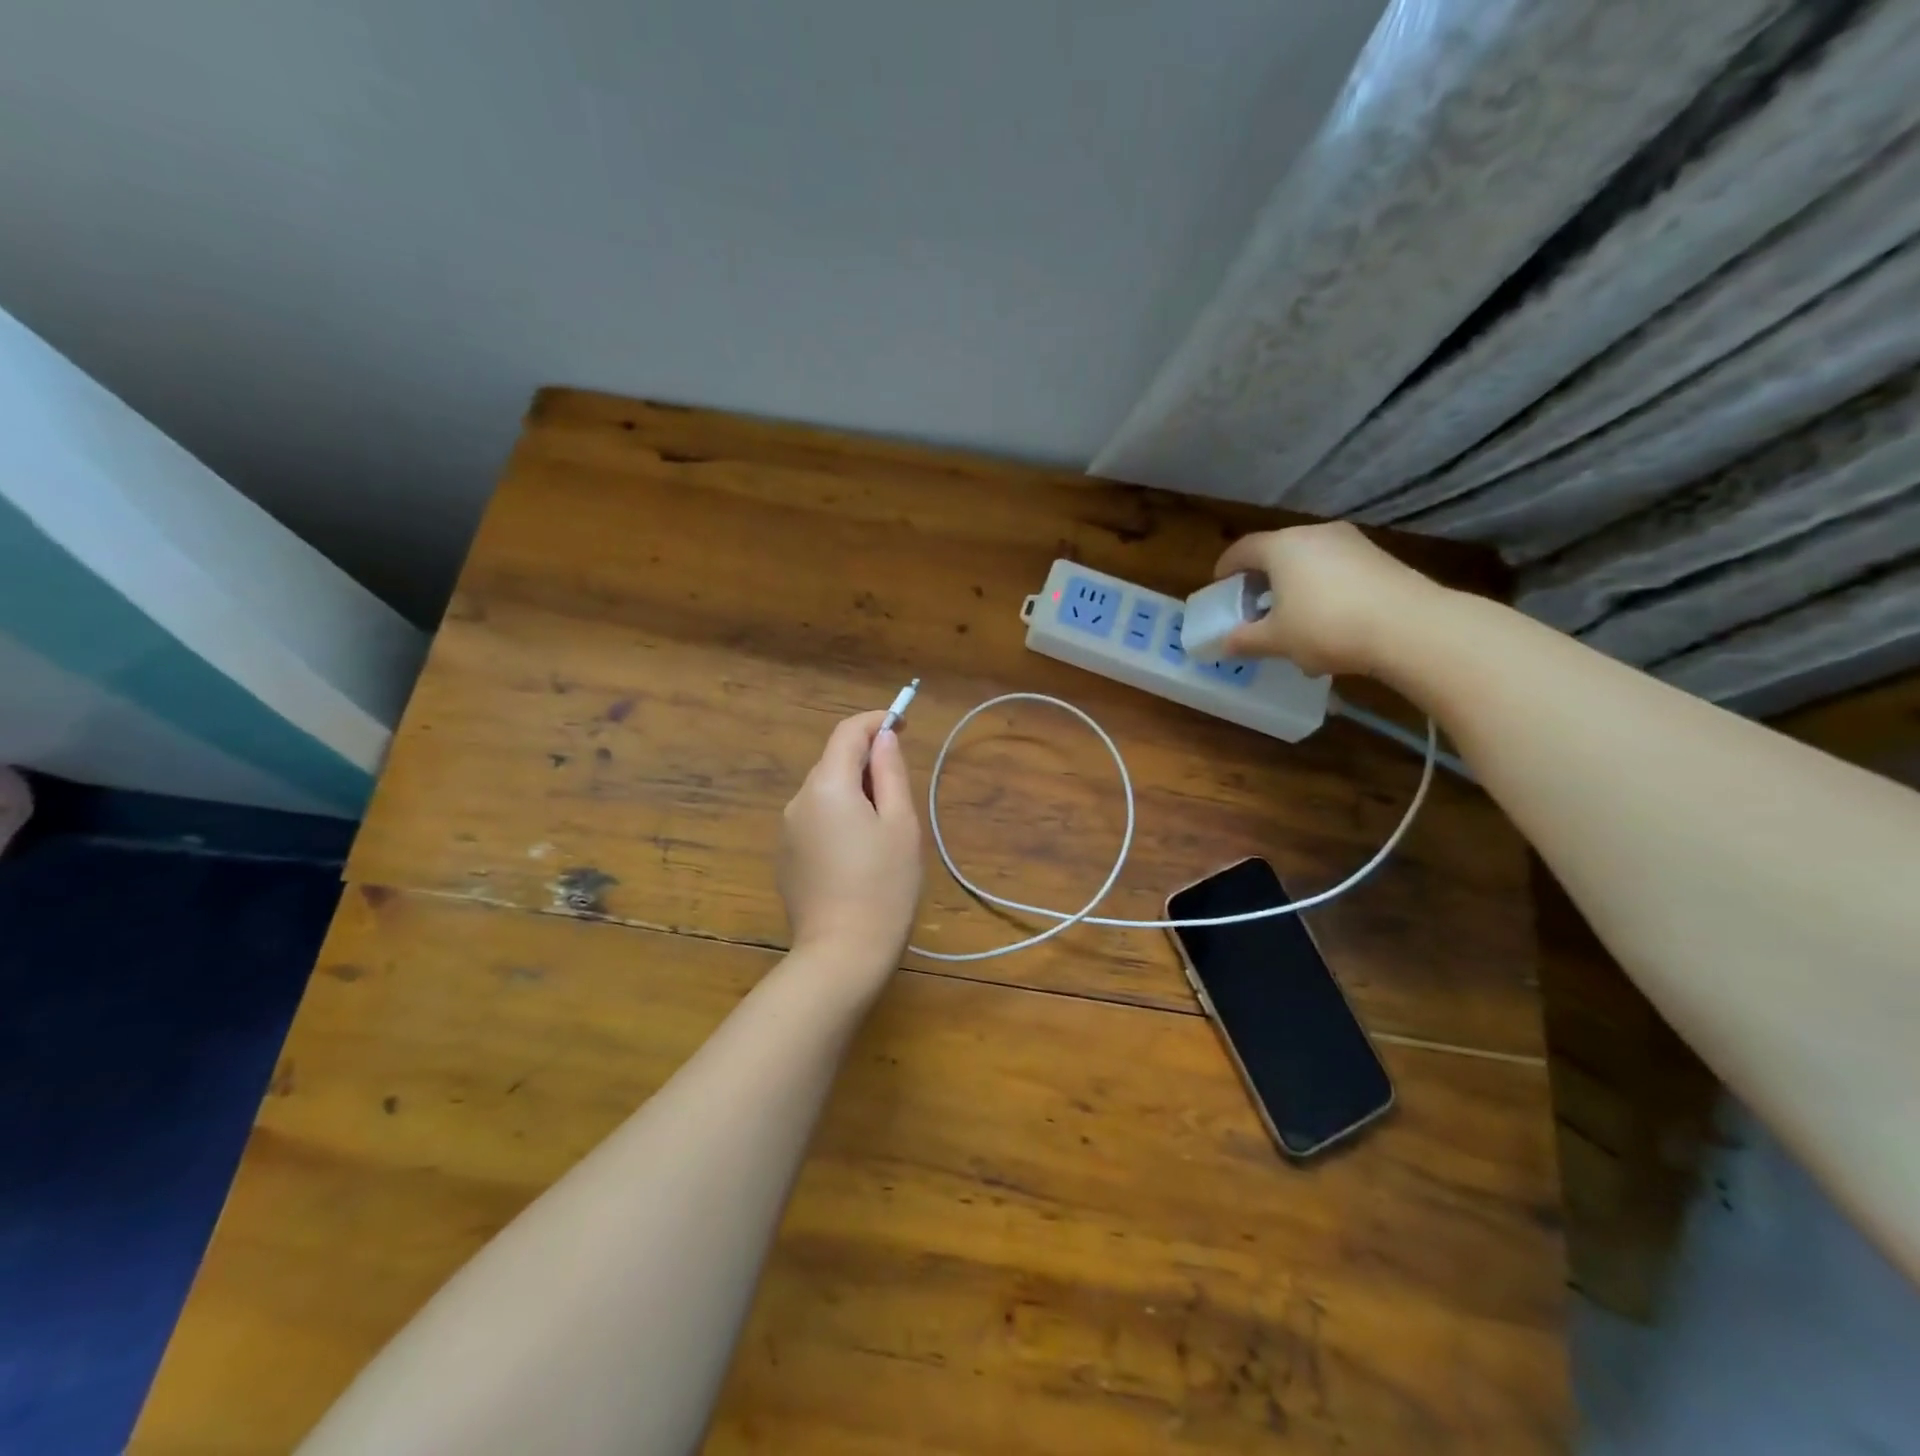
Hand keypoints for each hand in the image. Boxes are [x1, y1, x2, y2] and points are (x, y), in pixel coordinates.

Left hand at [778, 710, 923, 980]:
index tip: (902, 725)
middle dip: (865, 761)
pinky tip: (857, 853)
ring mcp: (786, 830)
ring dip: (852, 792)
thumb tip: (884, 737)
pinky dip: (837, 818)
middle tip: (900, 788)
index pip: (847, 733)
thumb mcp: (900, 824)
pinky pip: (814, 820)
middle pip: (832, 762)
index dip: (875, 722)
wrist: (842, 954)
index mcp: (827, 786)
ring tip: (883, 828)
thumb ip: (890, 773)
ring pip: (823, 792)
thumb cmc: (884, 886)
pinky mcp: (785, 857)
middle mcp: (798, 800)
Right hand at [1214, 522, 1439, 677]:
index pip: (1243, 549)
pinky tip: (1328, 624)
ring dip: (1295, 587)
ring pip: (1310, 562)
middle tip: (1254, 606)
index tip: (1220, 585)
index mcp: (1282, 546)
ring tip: (1293, 620)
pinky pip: (1337, 571)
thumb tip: (1224, 644)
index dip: (1226, 567)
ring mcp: (1352, 543)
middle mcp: (1315, 534)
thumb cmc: (1326, 626)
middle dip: (1262, 579)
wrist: (1409, 626)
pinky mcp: (1379, 558)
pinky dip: (1323, 591)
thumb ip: (1245, 640)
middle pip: (1278, 552)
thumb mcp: (1277, 640)